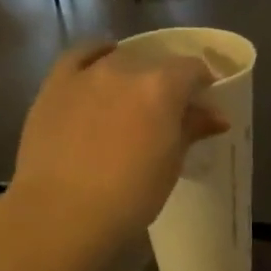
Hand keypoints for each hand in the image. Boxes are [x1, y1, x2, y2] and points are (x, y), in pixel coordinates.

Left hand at [5, 40, 226, 252]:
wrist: (62, 214)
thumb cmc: (130, 195)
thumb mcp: (171, 164)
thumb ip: (192, 129)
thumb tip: (215, 116)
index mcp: (161, 87)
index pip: (193, 69)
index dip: (204, 83)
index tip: (206, 103)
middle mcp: (124, 69)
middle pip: (156, 62)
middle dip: (169, 81)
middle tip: (171, 110)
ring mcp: (86, 74)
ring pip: (119, 58)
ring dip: (134, 72)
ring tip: (134, 97)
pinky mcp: (54, 85)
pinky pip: (79, 56)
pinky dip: (95, 56)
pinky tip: (101, 66)